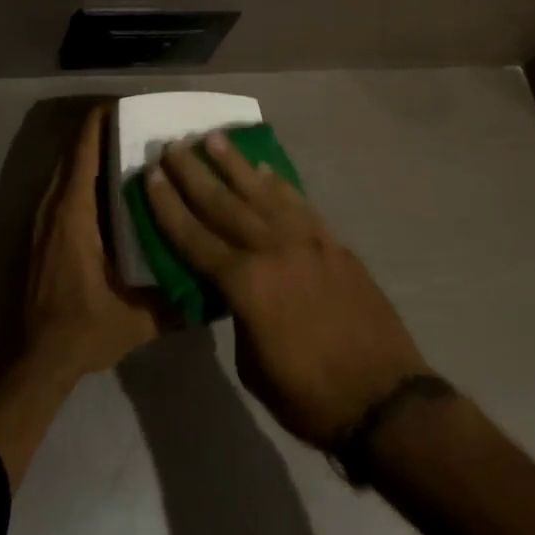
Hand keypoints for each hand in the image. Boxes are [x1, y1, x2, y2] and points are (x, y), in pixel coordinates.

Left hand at [0, 105, 160, 489]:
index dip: (102, 120)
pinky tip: (113, 182)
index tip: (132, 105)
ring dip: (93, 149)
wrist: (33, 361)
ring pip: (67, 166)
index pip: (84, 149)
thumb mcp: (137, 319)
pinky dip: (85, 170)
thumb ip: (177, 301)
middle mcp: (54, 206)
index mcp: (74, 213)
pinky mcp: (42, 231)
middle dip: (103, 129)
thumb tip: (216, 284)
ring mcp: (43, 218)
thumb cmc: (82, 331)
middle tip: (143, 124)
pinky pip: (64, 185)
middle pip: (74, 149)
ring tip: (132, 144)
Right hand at [145, 132, 428, 448]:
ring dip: (235, 164)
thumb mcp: (252, 366)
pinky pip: (299, 204)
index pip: (194, 237)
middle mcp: (272, 250)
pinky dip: (279, 183)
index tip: (150, 176)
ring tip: (213, 138)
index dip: (168, 207)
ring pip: (262, 192)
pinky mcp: (333, 243)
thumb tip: (234, 289)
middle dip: (194, 173)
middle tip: (173, 146)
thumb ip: (237, 315)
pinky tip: (265, 168)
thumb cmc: (309, 396)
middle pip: (223, 203)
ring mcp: (307, 241)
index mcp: (245, 284)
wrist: (384, 397)